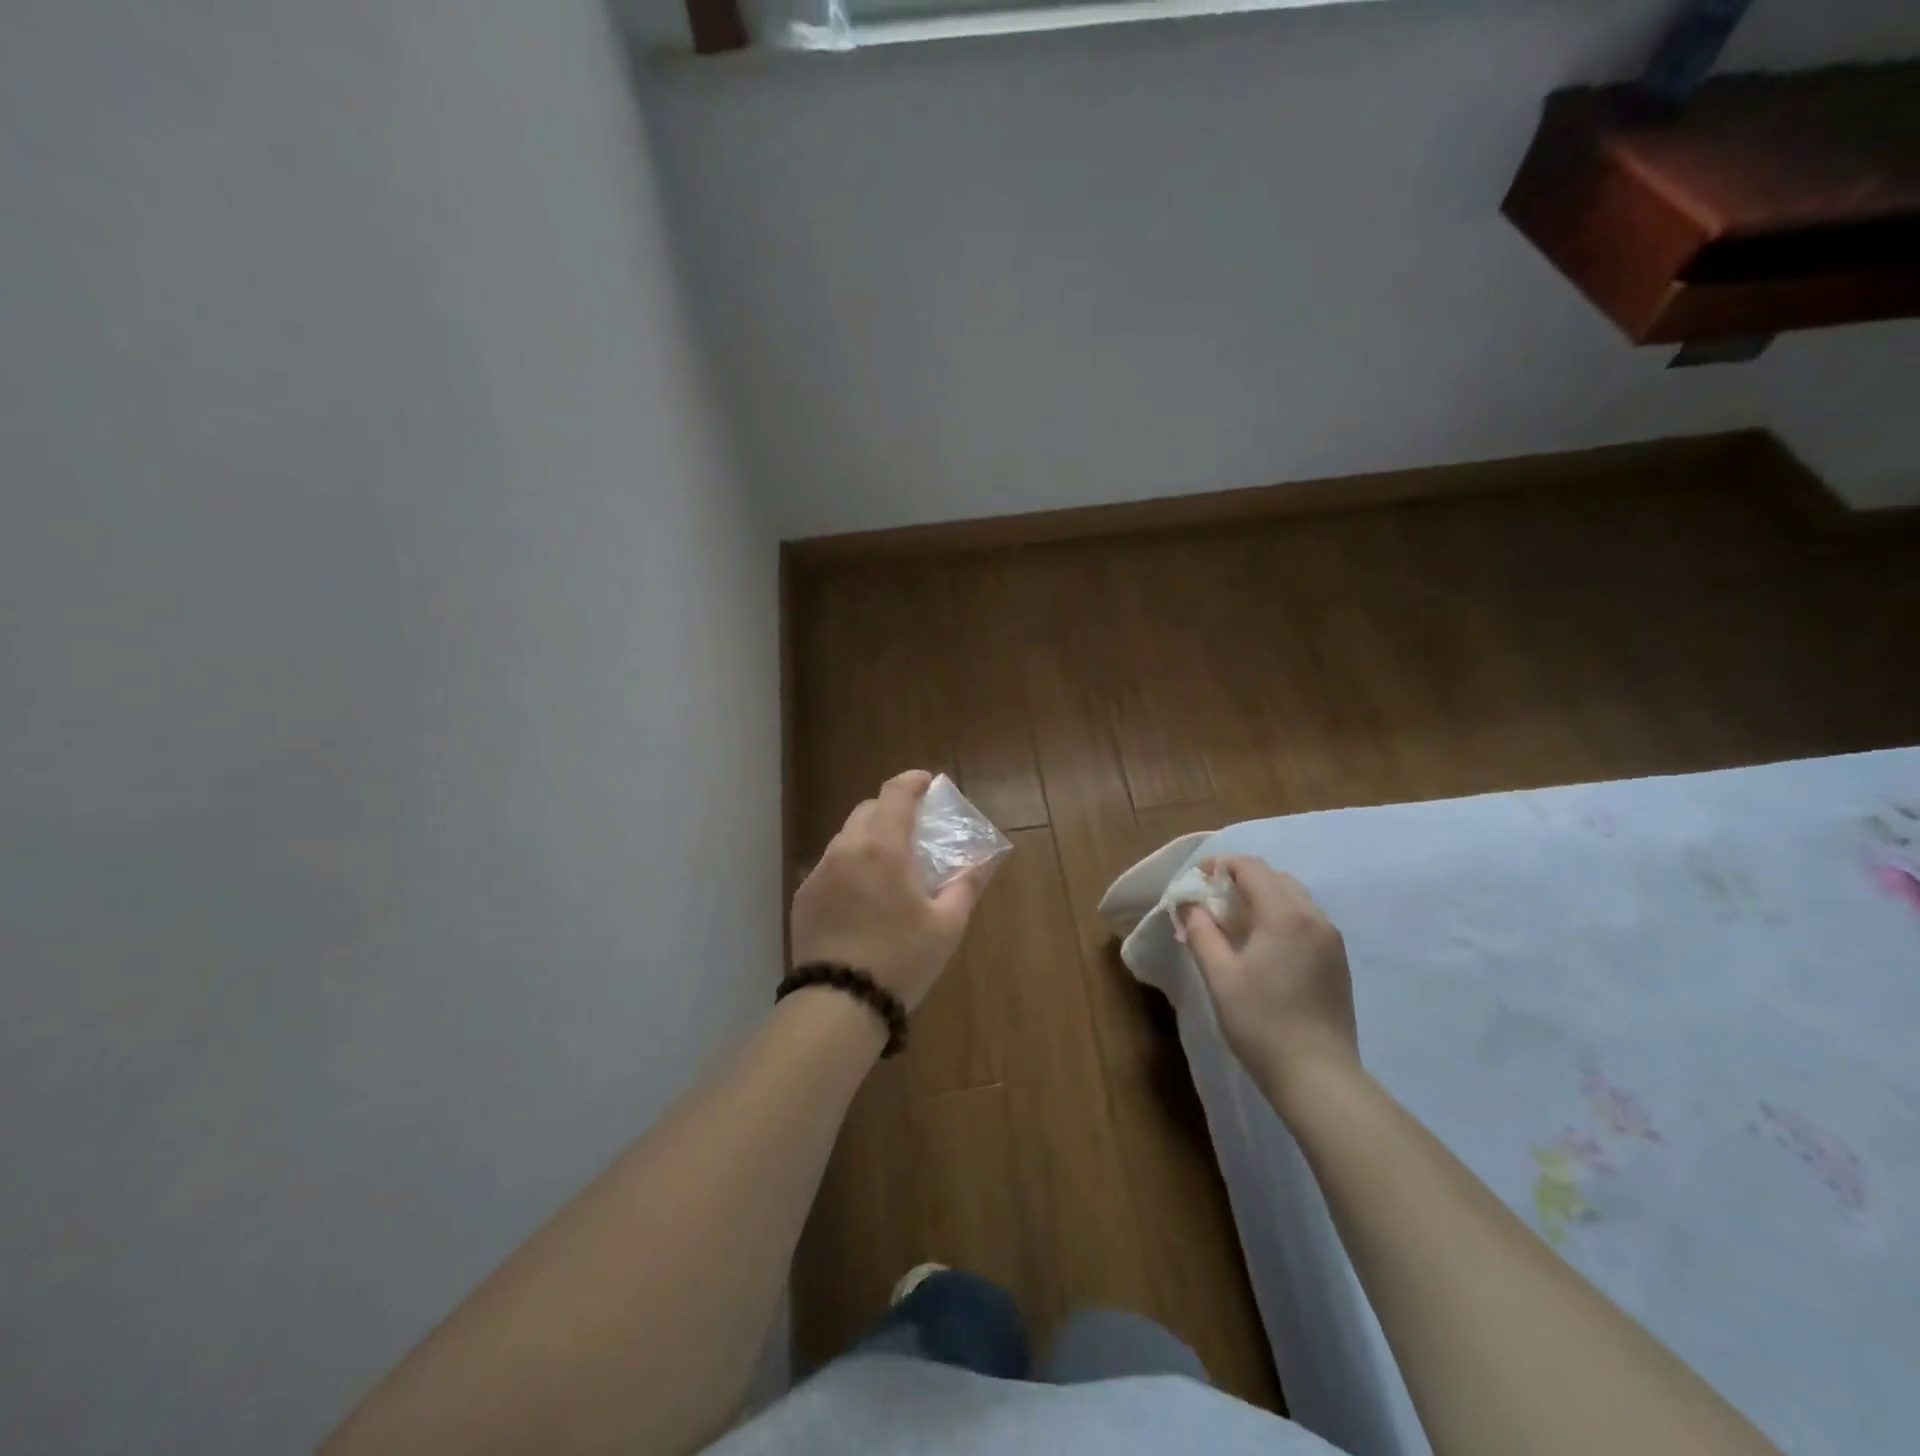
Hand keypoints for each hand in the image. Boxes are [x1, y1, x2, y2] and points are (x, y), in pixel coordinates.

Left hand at [790, 770, 983, 1010]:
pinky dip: (850, 864)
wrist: (838, 1004)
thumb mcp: (946, 926)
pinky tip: (862, 895)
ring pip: (846, 837)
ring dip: (869, 837)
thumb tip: (975, 864)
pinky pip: (830, 865)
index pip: (895, 793)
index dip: (913, 781)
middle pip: (867, 810)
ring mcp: (819, 873)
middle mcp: (846, 850)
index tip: (928, 783)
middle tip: (913, 829)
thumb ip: (963, 886)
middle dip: (891, 809)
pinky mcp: (803, 897)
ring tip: (888, 865)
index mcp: (883, 848)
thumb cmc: (900, 960)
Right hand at [1179, 855, 1359, 1102]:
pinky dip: (1280, 914)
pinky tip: (1263, 943)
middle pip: (1275, 877)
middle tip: (1211, 899)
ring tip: (1234, 920)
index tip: (1196, 879)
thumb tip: (1188, 903)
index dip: (1220, 865)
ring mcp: (1331, 939)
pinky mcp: (1337, 960)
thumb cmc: (1262, 1023)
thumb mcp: (1220, 976)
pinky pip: (1306, 918)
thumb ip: (1201, 932)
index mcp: (1285, 915)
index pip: (1251, 868)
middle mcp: (1314, 917)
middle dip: (1240, 878)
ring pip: (1293, 896)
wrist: (1319, 1077)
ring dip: (1262, 895)